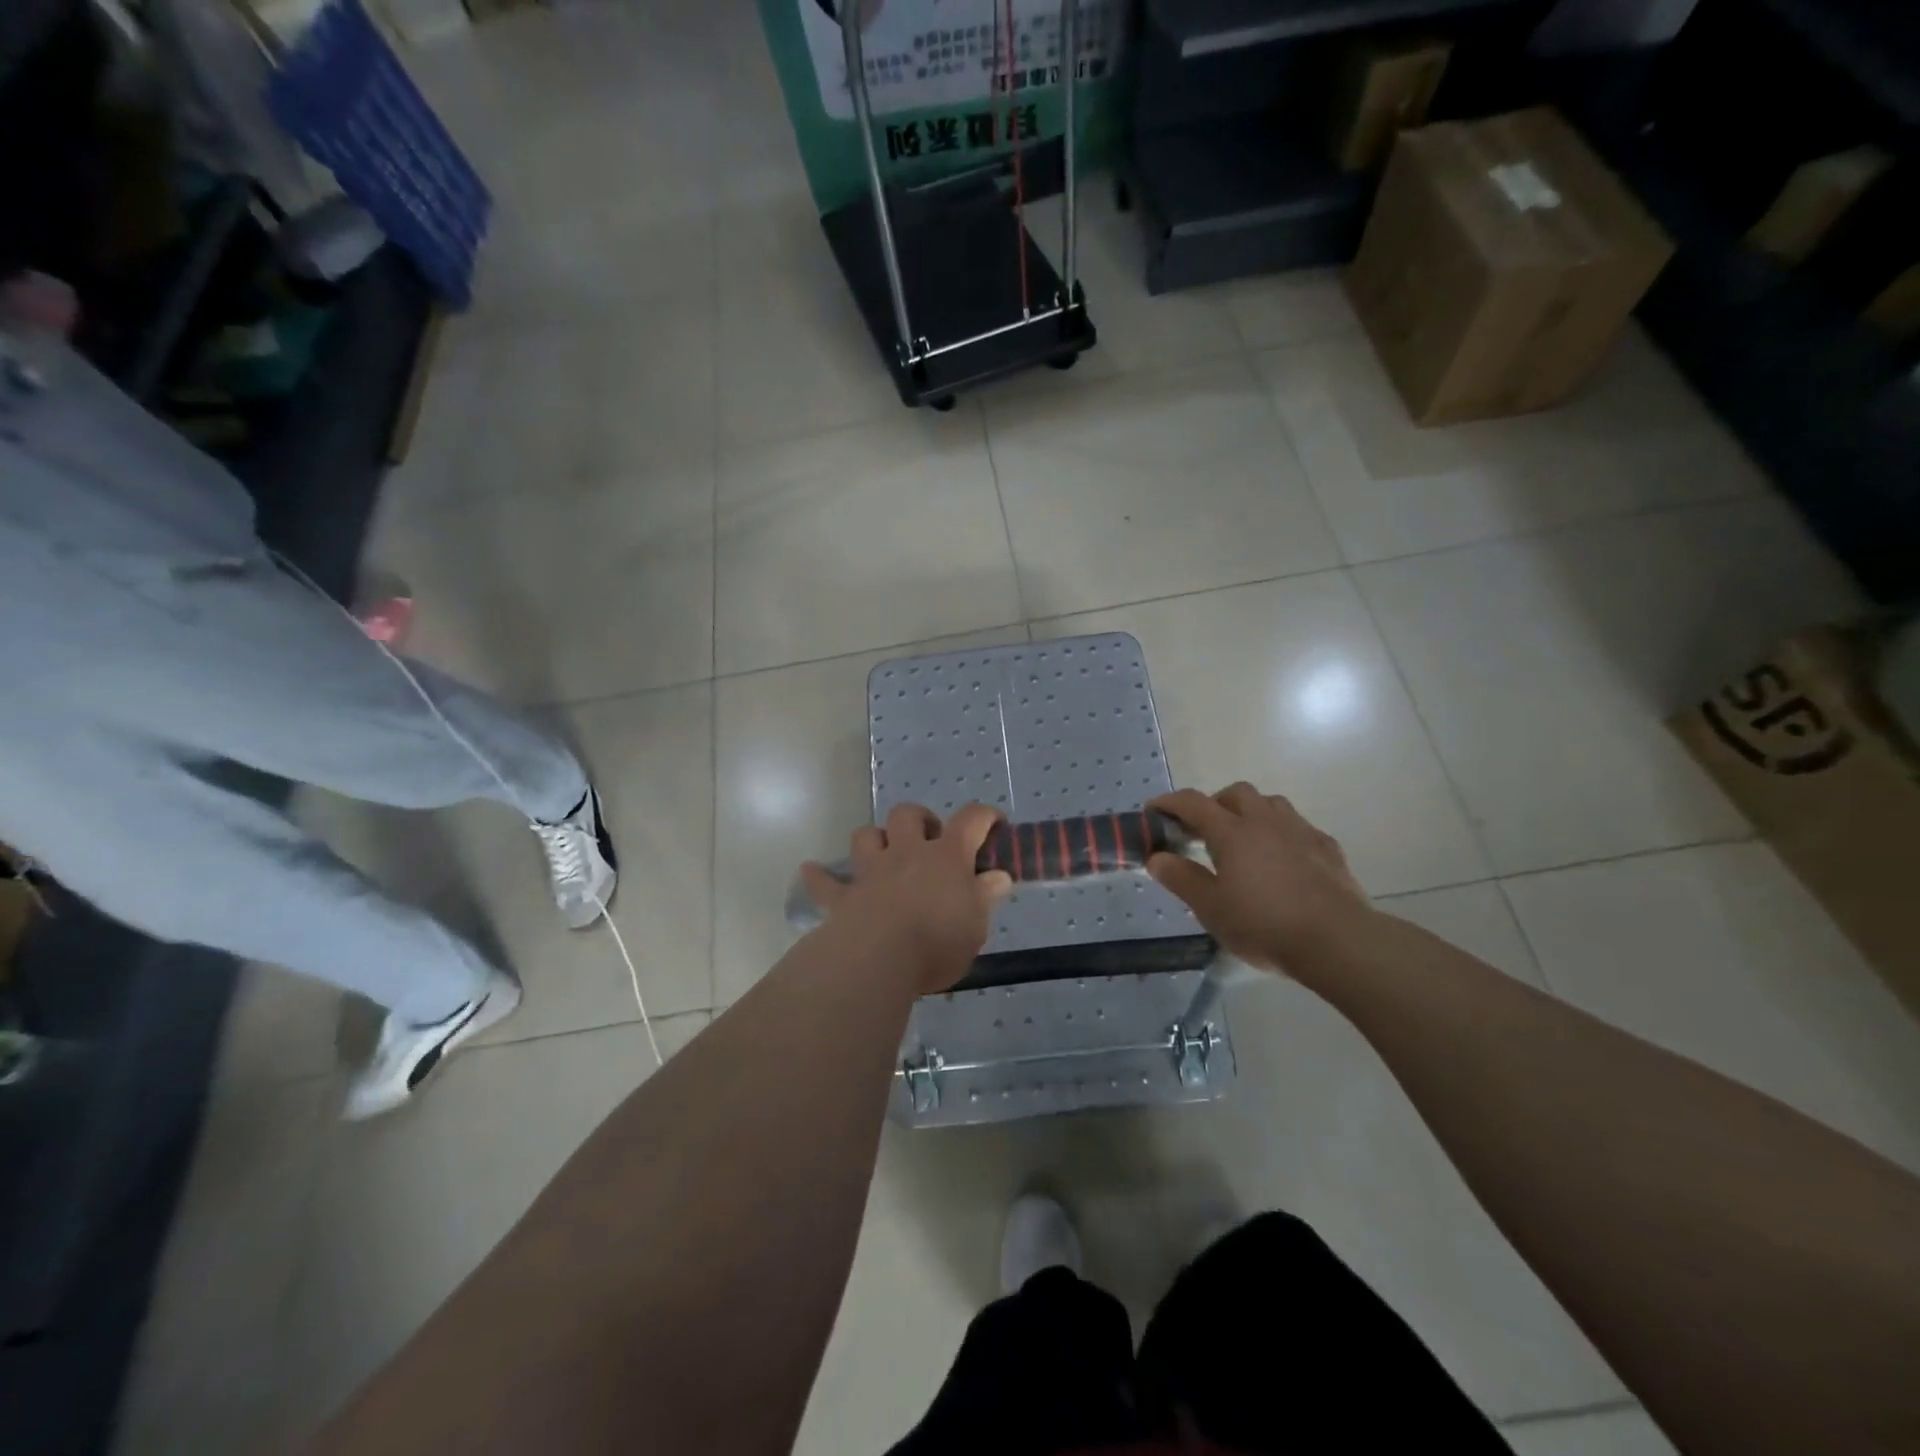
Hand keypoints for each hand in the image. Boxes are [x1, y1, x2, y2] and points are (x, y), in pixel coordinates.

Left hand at [799, 803, 1012, 993]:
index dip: (985, 816)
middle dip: (920, 819)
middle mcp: (907, 853)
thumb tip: (998, 877)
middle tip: (930, 841)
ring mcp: (871, 872)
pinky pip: (824, 881)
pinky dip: (818, 875)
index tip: (994, 824)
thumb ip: (985, 897)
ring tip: (883, 854)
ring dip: (874, 839)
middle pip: (908, 815)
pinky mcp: (843, 896)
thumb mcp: (976, 925)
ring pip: (866, 836)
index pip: (971, 820)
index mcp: (947, 857)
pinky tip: (812, 871)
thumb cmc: (937, 942)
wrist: (878, 959)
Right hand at [1148, 783, 1372, 974]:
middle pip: (1236, 793)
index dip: (1169, 803)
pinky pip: (1298, 827)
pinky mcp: (1328, 848)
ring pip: (1271, 804)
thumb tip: (1157, 857)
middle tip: (1203, 831)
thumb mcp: (1211, 908)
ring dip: (1250, 813)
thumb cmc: (1264, 924)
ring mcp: (1300, 831)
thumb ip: (1181, 878)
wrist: (1338, 940)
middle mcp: (1265, 821)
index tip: (1153, 811)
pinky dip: (1281, 834)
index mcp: (1232, 832)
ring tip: (1243, 841)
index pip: (1193, 803)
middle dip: (1214, 803)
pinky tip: (1282, 860)